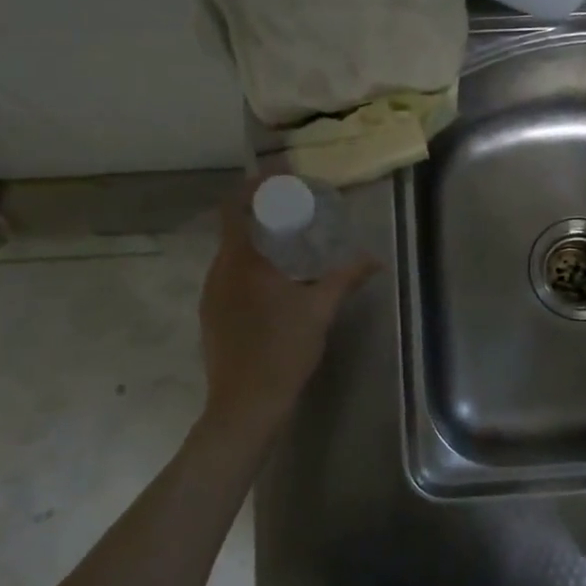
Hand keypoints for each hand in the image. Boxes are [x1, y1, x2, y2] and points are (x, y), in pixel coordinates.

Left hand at [197, 194, 377, 430]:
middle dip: (261, 216)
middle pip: (233, 229)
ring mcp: (211, 296)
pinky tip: (274, 286)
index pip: (233, 207)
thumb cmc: (283, 350)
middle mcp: (219, 272)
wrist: (245, 405)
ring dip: (255, 244)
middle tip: (295, 213)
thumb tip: (374, 259)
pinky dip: (249, 269)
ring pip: (231, 256)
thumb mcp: (320, 311)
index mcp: (241, 262)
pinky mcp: (211, 316)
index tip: (278, 181)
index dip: (252, 188)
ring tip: (288, 248)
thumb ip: (345, 278)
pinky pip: (228, 278)